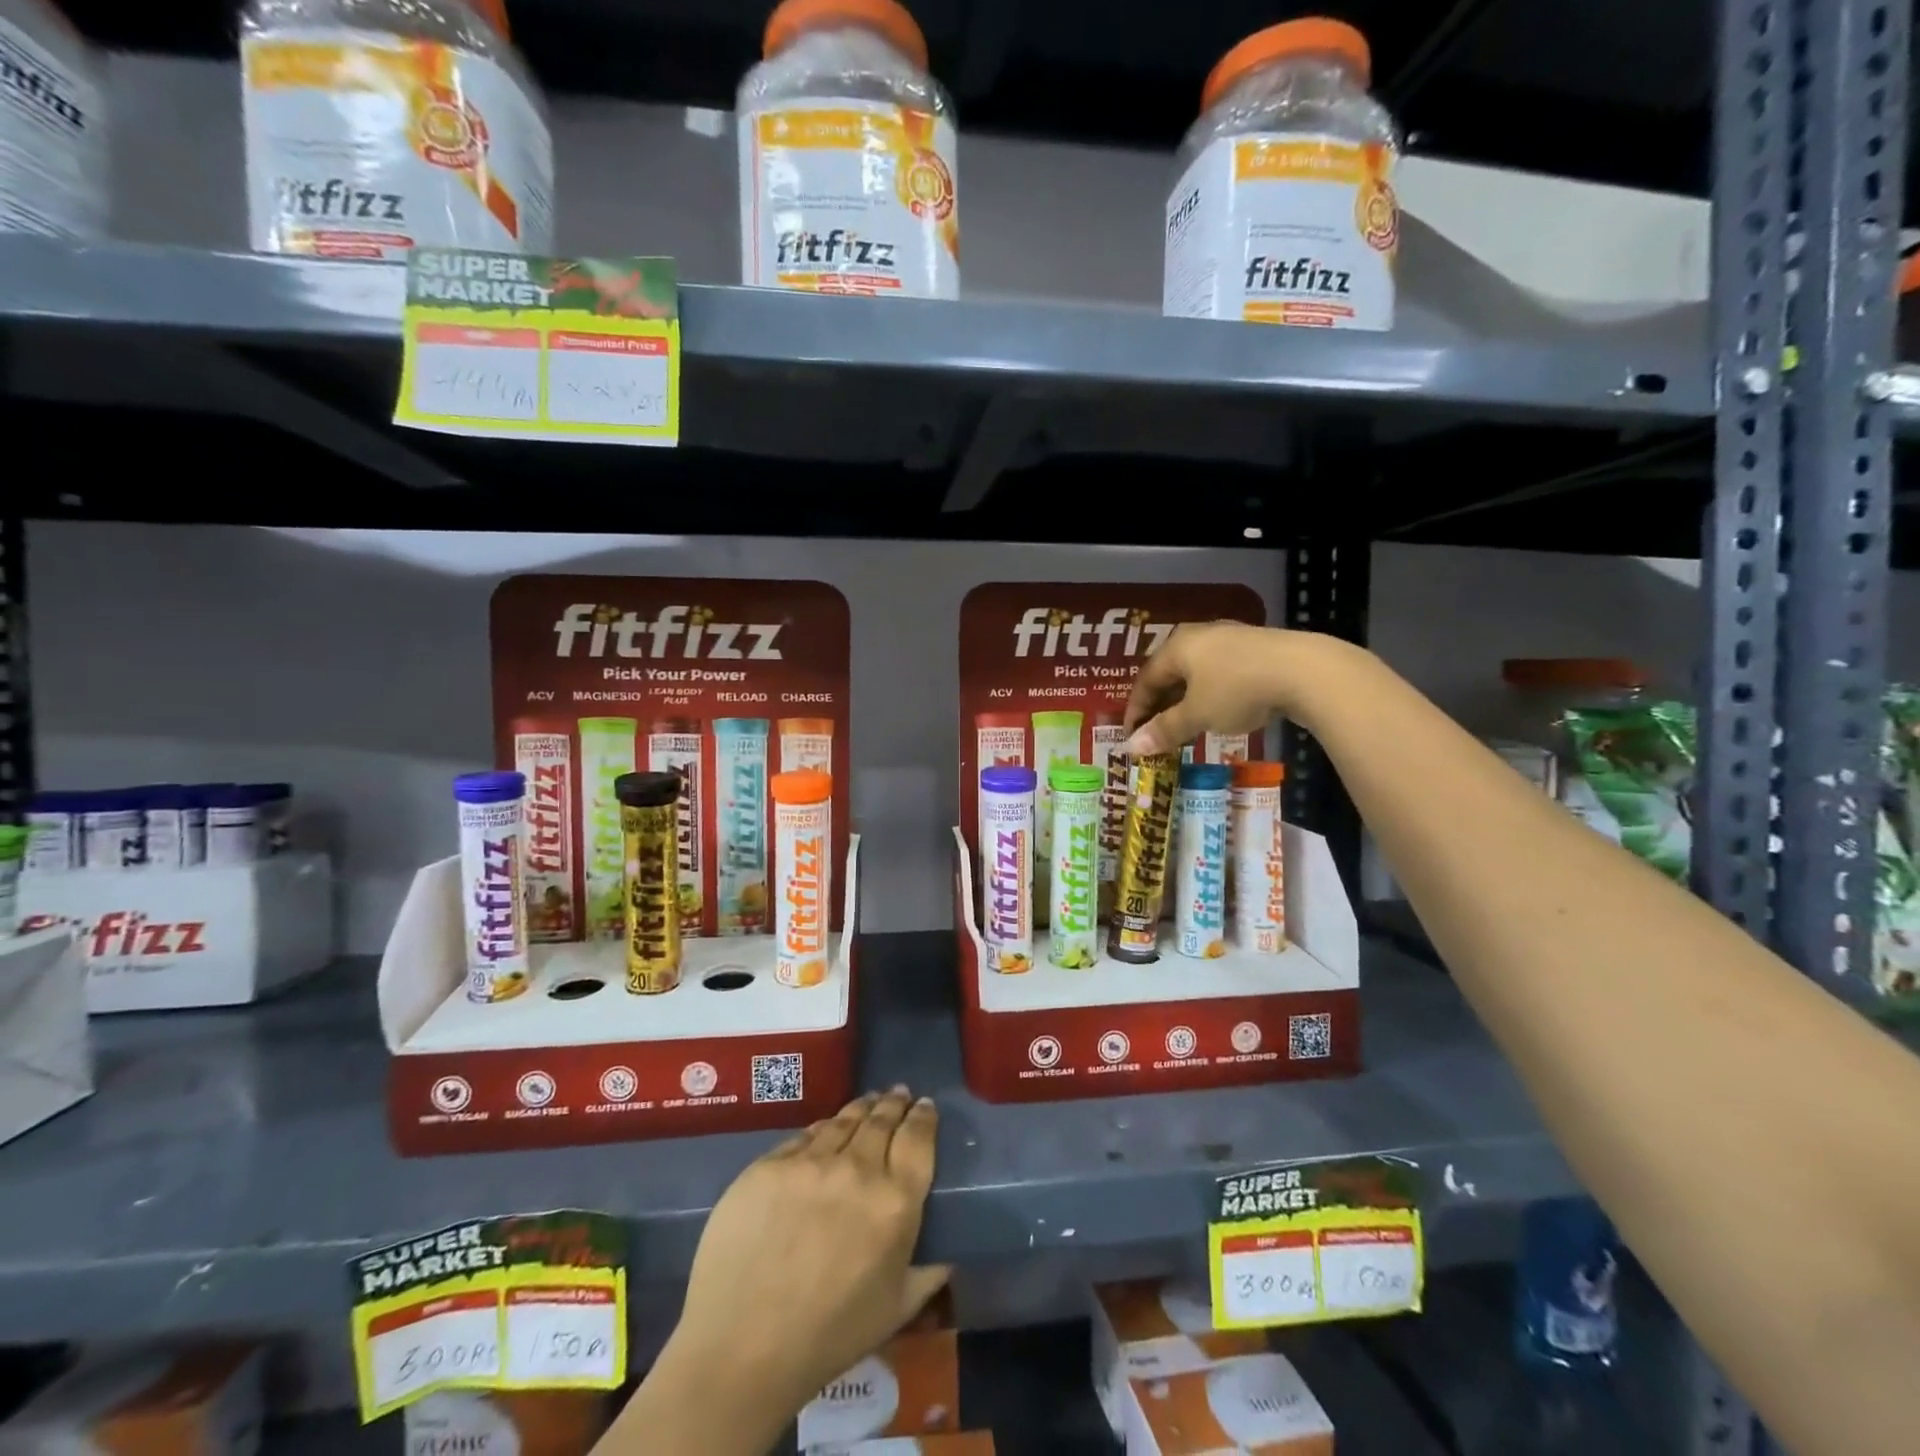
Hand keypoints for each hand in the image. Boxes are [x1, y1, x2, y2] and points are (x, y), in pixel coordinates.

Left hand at [664, 1089, 947, 1413]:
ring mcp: (810, 1162)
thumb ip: (930, 1271)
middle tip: (899, 1094)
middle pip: (882, 1119)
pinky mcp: (770, 1163)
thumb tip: (948, 1248)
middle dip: (894, 1103)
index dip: (924, 1117)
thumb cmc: (829, 1336)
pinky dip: (823, 1129)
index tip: (925, 1106)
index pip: (918, 1139)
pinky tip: (826, 1130)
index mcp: (895, 1201)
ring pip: (844, 1120)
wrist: (742, 1347)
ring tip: (868, 1102)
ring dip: (861, 1108)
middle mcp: (858, 1169)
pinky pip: (805, 1137)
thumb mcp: (897, 1309)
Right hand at [1123, 621, 1304, 754]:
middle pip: (1171, 672)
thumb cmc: (1237, 690)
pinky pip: (1222, 672)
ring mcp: (1232, 638)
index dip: (1136, 709)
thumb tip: (1131, 748)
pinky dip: (1212, 693)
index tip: (1132, 736)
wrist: (1305, 671)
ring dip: (1187, 700)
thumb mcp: (1197, 715)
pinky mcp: (1259, 648)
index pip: (1145, 679)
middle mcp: (1200, 635)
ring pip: (1198, 672)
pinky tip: (1221, 710)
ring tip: (1187, 725)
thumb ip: (1164, 730)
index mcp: (1177, 646)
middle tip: (1157, 732)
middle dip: (1161, 704)